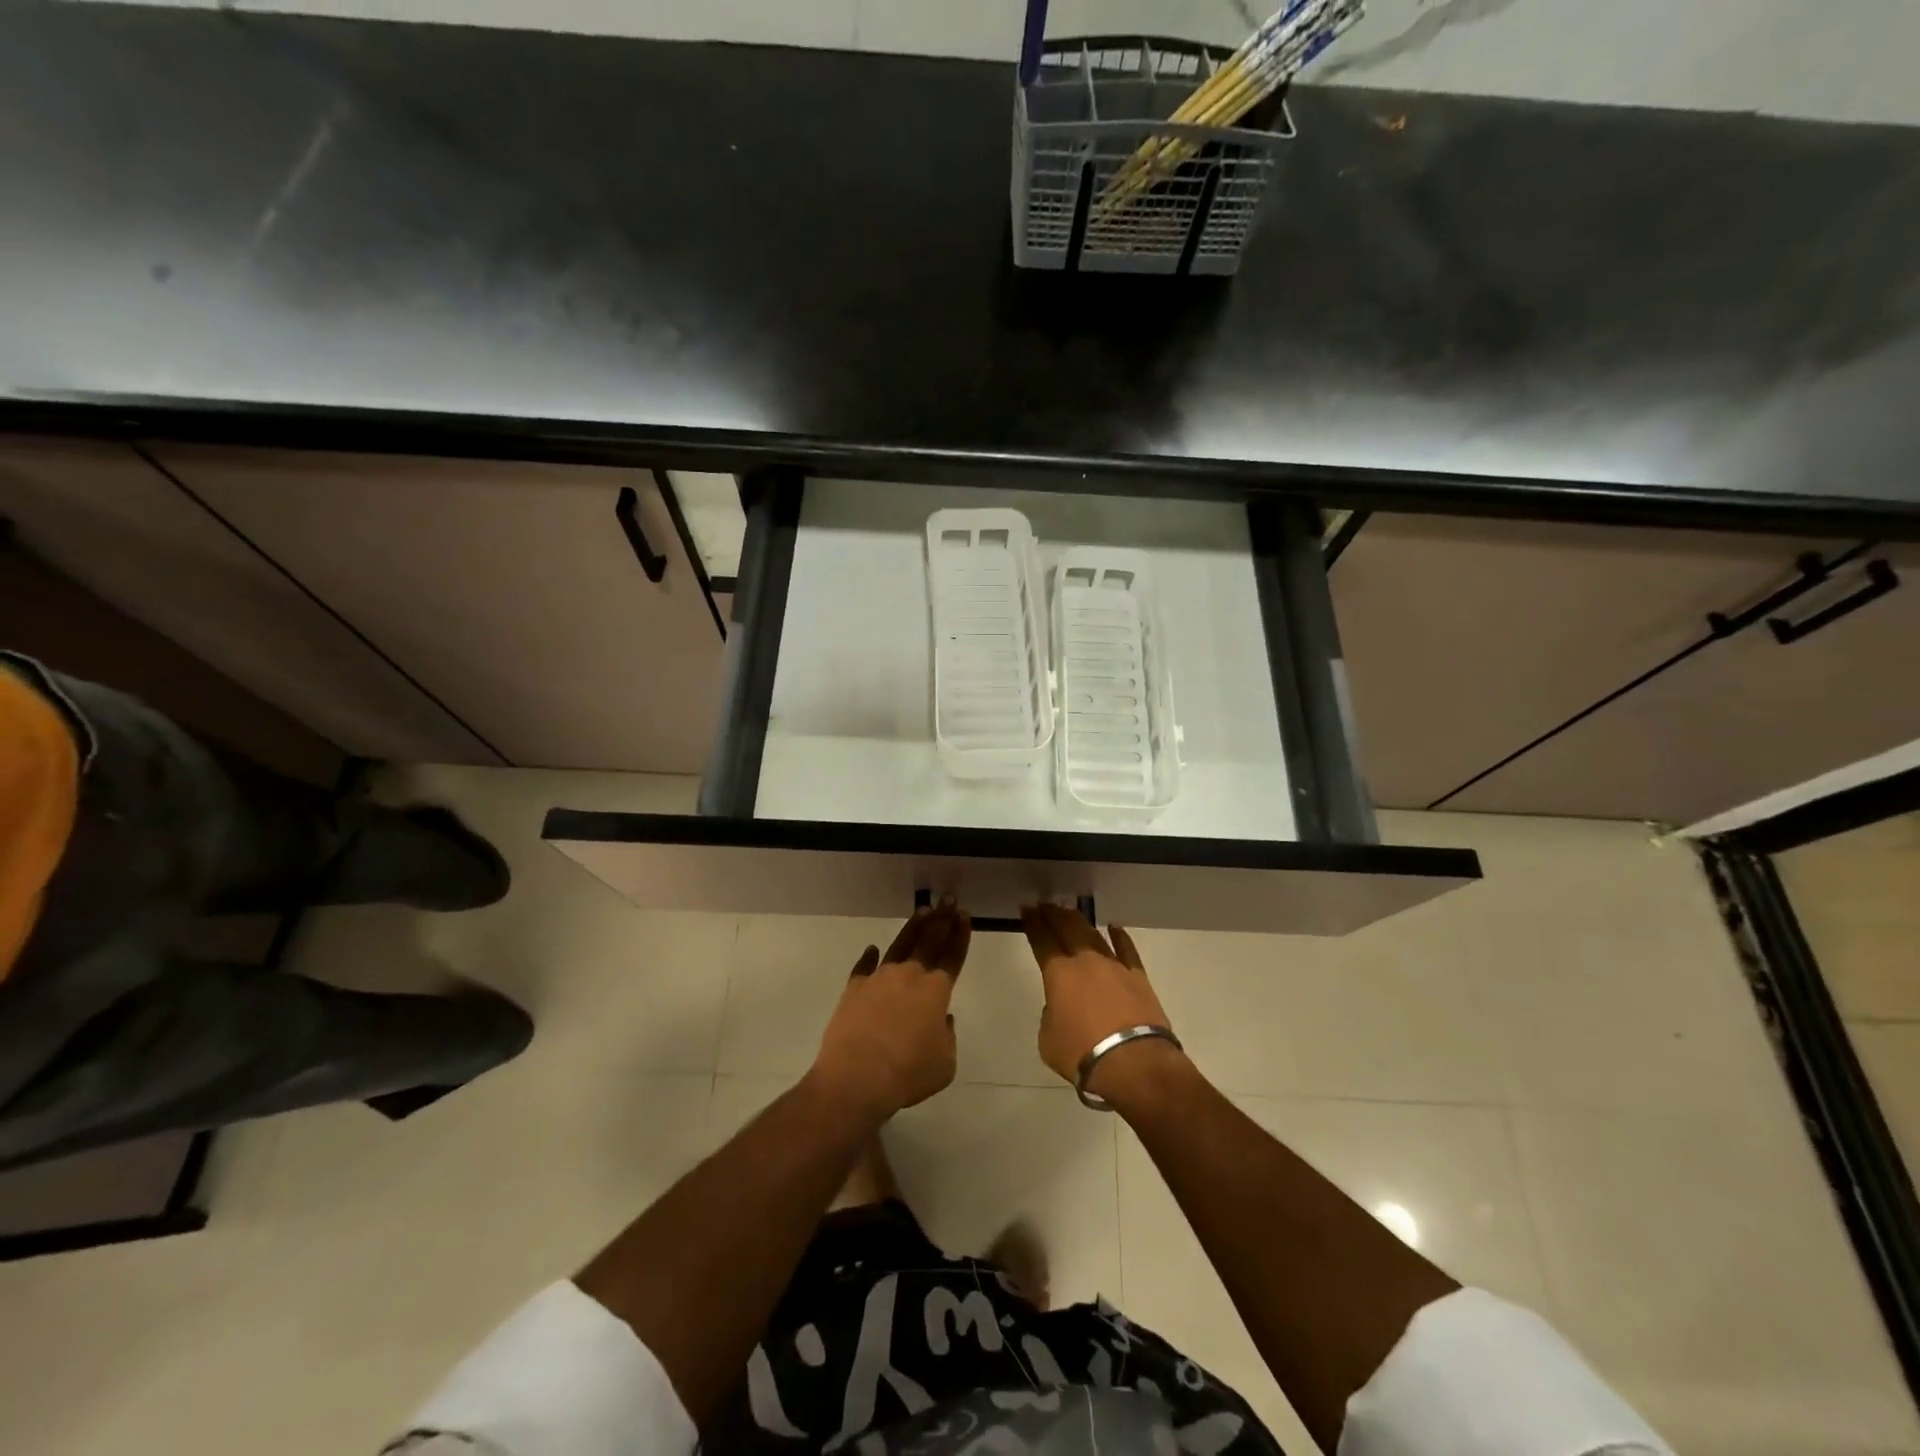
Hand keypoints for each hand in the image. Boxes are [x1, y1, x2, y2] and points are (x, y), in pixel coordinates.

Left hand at [811, 900, 970, 1120]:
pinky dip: (868, 957)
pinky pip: (863, 967)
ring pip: (900, 945)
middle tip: (948, 899)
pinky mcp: (854, 989)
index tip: (964, 915)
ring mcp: (879, 979)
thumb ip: (947, 1036)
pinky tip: (871, 949)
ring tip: (923, 911)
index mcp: (936, 990)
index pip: (953, 955)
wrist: (856, 1078)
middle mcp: (909, 976)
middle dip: (942, 919)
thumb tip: (940, 1020)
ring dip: (913, 928)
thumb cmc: (908, 1073)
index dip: (960, 935)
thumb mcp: (944, 1063)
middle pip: (929, 940)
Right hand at [1020, 903, 1183, 1101]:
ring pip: (1093, 935)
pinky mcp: (1138, 977)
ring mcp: (1114, 966)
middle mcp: (1085, 961)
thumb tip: (1061, 1007)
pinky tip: (1114, 928)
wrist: (1134, 1063)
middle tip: (1046, 904)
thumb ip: (1050, 1016)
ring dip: (1080, 921)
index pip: (1042, 940)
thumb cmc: (1082, 1054)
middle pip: (1067, 929)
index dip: (1033, 923)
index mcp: (1059, 974)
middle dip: (1054, 914)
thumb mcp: (1048, 1040)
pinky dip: (1120, 937)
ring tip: (1070, 911)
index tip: (1027, 908)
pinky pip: (1127, 950)